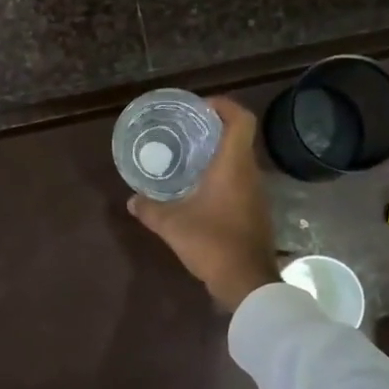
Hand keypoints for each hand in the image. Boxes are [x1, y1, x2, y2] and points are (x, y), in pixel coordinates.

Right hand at [127, 96, 278, 311]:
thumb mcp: (172, 225)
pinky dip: (222, 177)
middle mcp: (250, 174)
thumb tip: (132, 200)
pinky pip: (240, 182)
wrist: (247, 282)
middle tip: (186, 131)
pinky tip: (200, 191)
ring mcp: (256, 194)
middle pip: (239, 138)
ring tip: (189, 158)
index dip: (224, 105)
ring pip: (240, 162)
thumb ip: (150, 209)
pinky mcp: (256, 212)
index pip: (241, 120)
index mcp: (234, 166)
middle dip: (214, 130)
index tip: (200, 107)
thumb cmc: (212, 243)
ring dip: (218, 155)